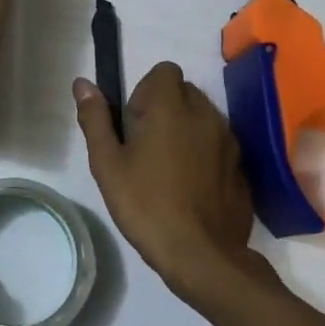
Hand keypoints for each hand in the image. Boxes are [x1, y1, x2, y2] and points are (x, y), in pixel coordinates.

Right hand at [74, 64, 271, 303]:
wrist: (202, 254)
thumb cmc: (145, 205)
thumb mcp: (107, 164)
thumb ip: (95, 119)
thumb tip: (82, 83)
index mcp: (171, 108)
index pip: (164, 70)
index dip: (145, 91)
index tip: (133, 124)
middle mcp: (205, 114)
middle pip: (184, 91)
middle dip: (165, 108)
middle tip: (145, 147)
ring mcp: (229, 140)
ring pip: (203, 117)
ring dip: (185, 129)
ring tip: (167, 168)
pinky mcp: (241, 166)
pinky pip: (219, 144)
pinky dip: (204, 152)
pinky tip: (190, 186)